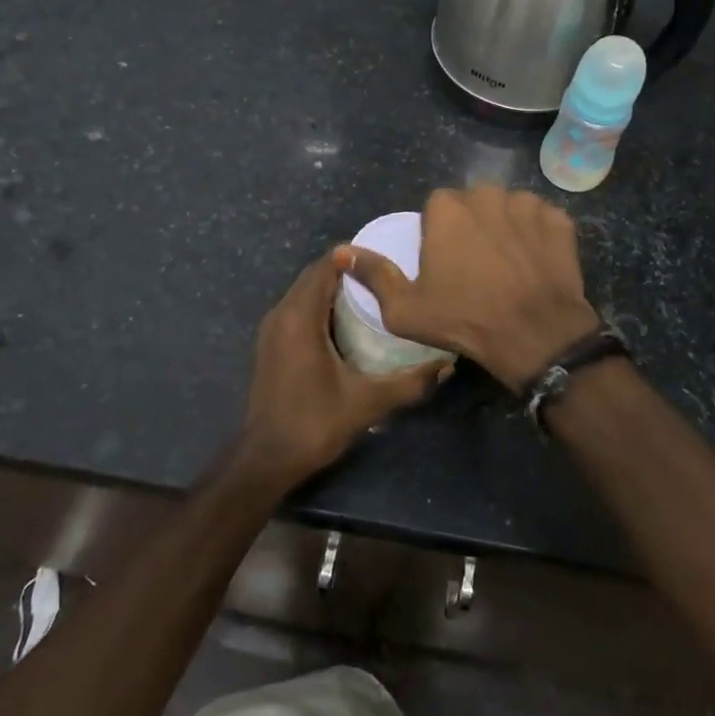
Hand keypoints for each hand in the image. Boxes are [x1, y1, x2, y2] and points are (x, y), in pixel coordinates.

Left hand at [238, 247, 451, 486]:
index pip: (326, 265)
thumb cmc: (314, 424)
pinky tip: (349, 322)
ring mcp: (272, 329)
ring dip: (334, 287)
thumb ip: (409, 382)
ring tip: (373, 294)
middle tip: (386, 276)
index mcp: (300, 317)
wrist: (266, 460)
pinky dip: (321, 304)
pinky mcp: (271, 344)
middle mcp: (281, 314)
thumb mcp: (367, 403)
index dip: (355, 256)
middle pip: (315, 275)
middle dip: (348, 270)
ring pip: (305, 291)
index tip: (387, 259)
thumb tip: (448, 365)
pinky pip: (298, 308)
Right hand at [338, 186, 599, 392]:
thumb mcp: (405, 309)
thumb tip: (341, 251)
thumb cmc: (465, 320)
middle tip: (475, 264)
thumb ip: (374, 275)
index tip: (445, 262)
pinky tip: (535, 263)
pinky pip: (540, 219)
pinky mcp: (559, 220)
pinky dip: (537, 235)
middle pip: (473, 202)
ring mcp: (527, 205)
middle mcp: (487, 195)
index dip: (438, 233)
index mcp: (447, 209)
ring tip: (507, 263)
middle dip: (472, 224)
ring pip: (508, 207)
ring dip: (504, 226)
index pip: (436, 206)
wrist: (536, 335)